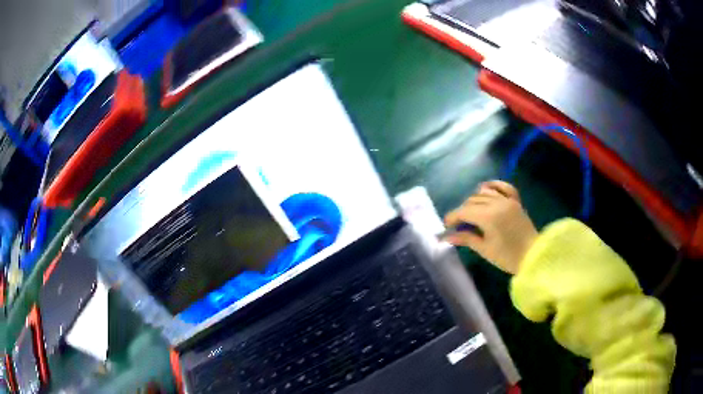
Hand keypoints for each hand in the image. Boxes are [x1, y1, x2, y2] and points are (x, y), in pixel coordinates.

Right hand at [444, 181, 537, 274]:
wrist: (534, 256)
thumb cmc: (507, 256)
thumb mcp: (484, 249)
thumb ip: (466, 239)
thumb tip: (447, 237)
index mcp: (488, 216)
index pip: (464, 212)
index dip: (452, 217)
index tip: (446, 226)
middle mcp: (496, 203)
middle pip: (472, 201)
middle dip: (462, 211)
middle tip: (458, 225)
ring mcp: (507, 200)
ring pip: (484, 193)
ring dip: (474, 201)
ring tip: (470, 213)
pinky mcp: (515, 201)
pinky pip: (502, 186)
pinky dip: (493, 185)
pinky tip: (485, 189)